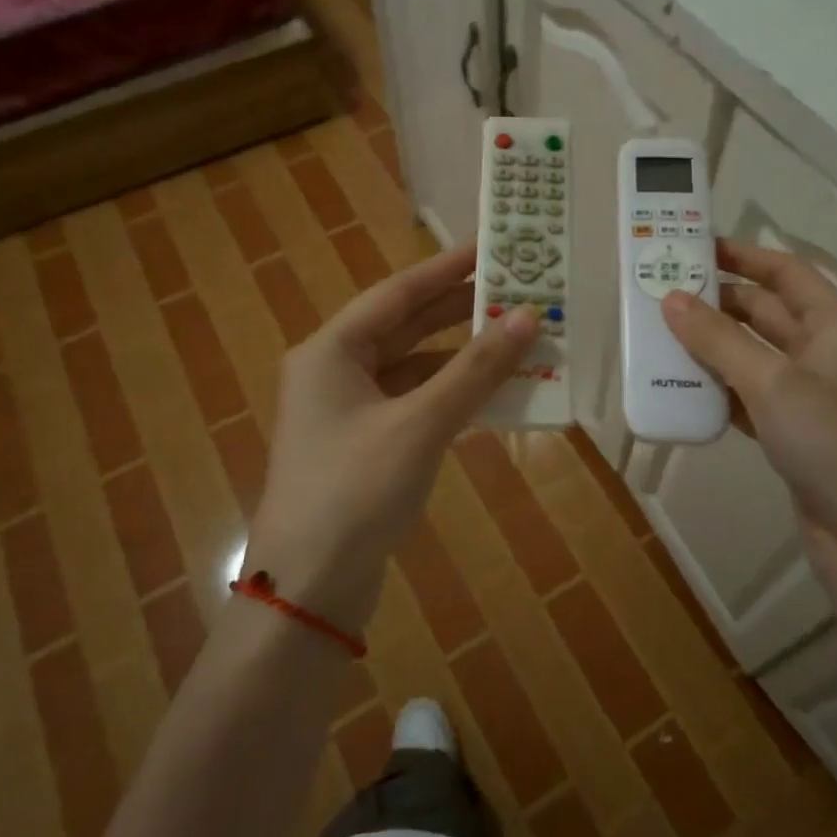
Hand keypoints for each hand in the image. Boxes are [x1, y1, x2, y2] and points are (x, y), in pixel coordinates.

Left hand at [248, 244, 538, 631]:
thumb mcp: (420, 424)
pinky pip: (414, 404)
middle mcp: (334, 372)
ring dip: (460, 356)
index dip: (446, 268)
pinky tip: (490, 393)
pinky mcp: (364, 447)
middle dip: (459, 310)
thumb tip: (527, 318)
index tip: (491, 247)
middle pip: (405, 327)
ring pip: (412, 368)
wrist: (309, 588)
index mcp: (331, 351)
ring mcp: (347, 412)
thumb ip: (475, 370)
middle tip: (515, 290)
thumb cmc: (356, 491)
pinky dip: (450, 396)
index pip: (397, 293)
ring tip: (514, 338)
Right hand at [661, 239, 836, 593]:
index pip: (785, 272)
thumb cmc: (834, 444)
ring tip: (658, 338)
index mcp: (835, 325)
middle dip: (716, 302)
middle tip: (660, 295)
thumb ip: (719, 340)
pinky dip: (718, 390)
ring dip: (711, 347)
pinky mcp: (793, 433)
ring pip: (751, 356)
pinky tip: (682, 389)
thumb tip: (671, 299)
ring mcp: (809, 396)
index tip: (692, 248)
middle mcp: (824, 353)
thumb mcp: (773, 383)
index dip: (741, 255)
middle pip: (764, 312)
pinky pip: (748, 396)